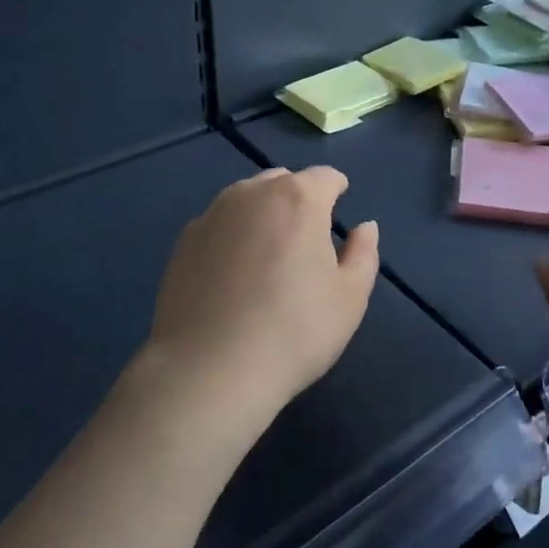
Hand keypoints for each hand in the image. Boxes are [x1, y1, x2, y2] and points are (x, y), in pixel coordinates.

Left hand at [142, 167, 378, 427]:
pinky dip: (232, 235)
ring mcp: (213, 215)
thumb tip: (364, 227)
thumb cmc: (294, 331)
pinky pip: (219, 224)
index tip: (339, 208)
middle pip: (283, 181)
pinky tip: (233, 273)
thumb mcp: (350, 297)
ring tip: (268, 253)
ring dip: (263, 212)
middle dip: (299, 198)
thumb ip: (363, 253)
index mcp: (299, 198)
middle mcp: (253, 193)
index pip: (325, 177)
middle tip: (306, 238)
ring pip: (246, 198)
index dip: (336, 189)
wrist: (209, 370)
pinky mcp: (184, 241)